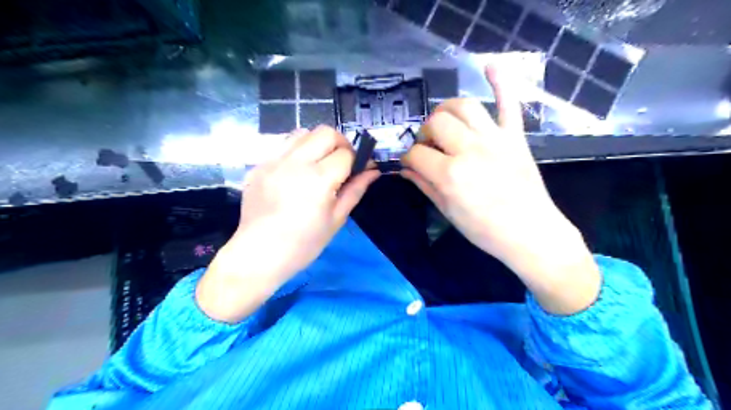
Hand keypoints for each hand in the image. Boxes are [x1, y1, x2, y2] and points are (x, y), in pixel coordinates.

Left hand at [197, 126, 378, 320]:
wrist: (259, 254)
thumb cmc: (304, 243)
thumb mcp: (336, 219)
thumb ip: (355, 190)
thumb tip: (373, 171)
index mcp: (319, 179)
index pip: (346, 154)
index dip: (358, 160)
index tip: (361, 170)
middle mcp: (296, 162)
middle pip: (326, 133)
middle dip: (341, 144)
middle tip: (343, 163)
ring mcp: (274, 161)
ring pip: (303, 133)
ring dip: (318, 143)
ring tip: (319, 164)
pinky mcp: (260, 165)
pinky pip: (283, 146)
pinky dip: (298, 151)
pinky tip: (297, 172)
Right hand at [400, 66, 599, 314]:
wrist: (531, 233)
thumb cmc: (485, 230)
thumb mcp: (448, 212)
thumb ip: (424, 186)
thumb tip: (404, 170)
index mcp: (449, 174)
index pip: (415, 153)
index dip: (408, 158)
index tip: (409, 163)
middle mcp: (469, 150)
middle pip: (436, 123)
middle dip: (425, 133)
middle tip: (429, 146)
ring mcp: (494, 139)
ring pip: (463, 106)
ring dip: (447, 110)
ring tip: (445, 123)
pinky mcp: (515, 137)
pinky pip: (509, 103)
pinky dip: (501, 82)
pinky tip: (491, 65)